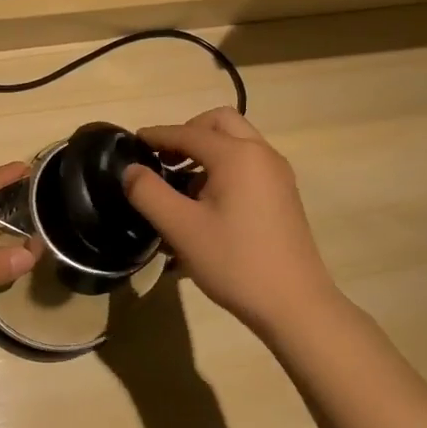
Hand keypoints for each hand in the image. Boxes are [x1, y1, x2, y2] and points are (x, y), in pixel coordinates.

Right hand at [122, 108, 341, 339]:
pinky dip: (225, 164)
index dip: (158, 135)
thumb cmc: (235, 262)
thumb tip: (130, 169)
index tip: (133, 141)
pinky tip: (208, 200)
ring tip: (181, 182)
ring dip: (207, 149)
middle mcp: (261, 153)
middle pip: (219, 123)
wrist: (295, 305)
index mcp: (237, 155)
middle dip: (188, 132)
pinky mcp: (283, 193)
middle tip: (164, 157)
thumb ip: (149, 193)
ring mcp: (277, 173)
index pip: (188, 132)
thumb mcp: (181, 229)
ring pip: (237, 141)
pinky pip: (249, 161)